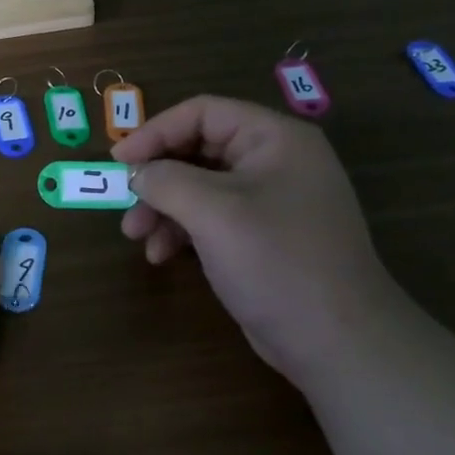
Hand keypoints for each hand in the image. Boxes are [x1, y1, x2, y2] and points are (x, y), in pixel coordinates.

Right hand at [114, 97, 403, 372]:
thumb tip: (136, 172)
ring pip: (199, 187)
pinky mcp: (261, 236)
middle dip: (157, 177)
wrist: (337, 342)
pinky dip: (182, 230)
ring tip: (136, 236)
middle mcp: (274, 161)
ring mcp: (269, 200)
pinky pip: (211, 217)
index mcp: (274, 138)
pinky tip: (161, 256)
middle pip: (198, 150)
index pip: (203, 113)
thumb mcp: (213, 212)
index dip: (155, 131)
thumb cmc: (276, 260)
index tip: (118, 160)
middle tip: (124, 202)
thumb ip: (165, 180)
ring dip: (163, 207)